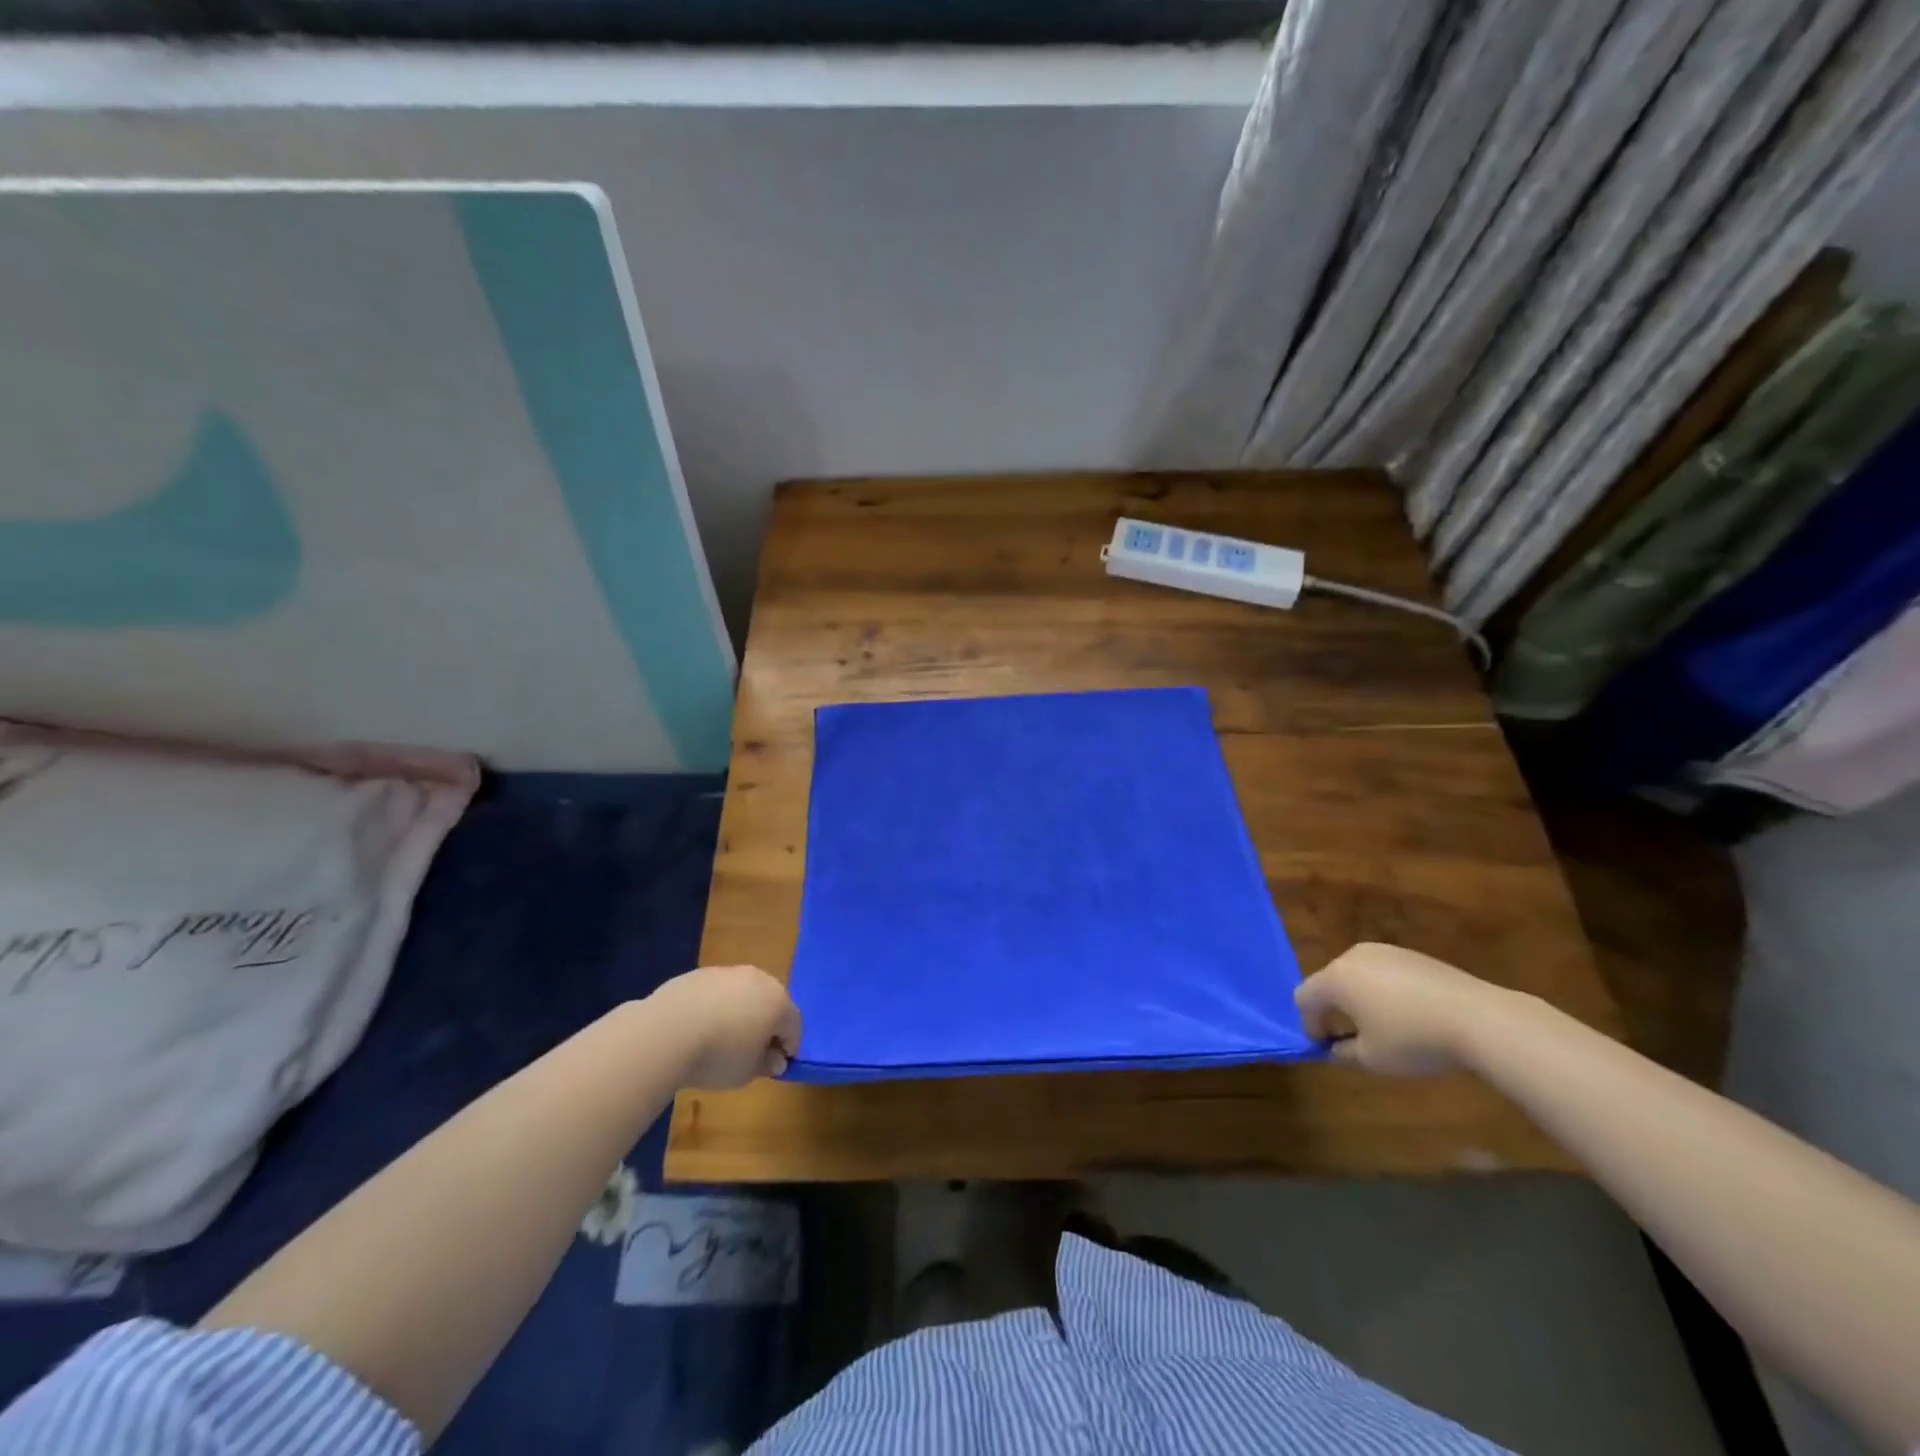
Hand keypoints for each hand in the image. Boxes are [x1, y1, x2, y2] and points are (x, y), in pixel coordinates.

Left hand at [650, 965, 802, 1088]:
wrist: (667, 1031)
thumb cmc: (718, 1055)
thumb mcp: (747, 1072)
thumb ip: (766, 1064)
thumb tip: (776, 1059)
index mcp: (778, 1002)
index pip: (794, 1025)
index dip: (789, 1045)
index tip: (778, 1064)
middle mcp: (759, 980)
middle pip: (771, 1002)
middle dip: (767, 1024)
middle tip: (753, 1049)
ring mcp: (729, 972)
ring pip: (743, 993)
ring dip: (741, 1012)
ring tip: (723, 1037)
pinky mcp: (701, 973)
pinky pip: (717, 992)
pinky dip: (716, 1006)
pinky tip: (700, 1026)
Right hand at [1294, 943, 1509, 1075]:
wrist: (1479, 1018)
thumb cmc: (1414, 1039)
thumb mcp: (1372, 1058)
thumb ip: (1343, 1053)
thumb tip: (1334, 1048)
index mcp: (1336, 978)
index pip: (1304, 997)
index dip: (1308, 1023)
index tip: (1326, 1047)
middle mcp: (1353, 956)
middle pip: (1329, 982)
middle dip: (1334, 1009)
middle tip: (1351, 1037)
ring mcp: (1385, 951)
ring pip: (1357, 975)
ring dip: (1360, 998)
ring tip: (1384, 1026)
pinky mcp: (1412, 954)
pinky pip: (1384, 972)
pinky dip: (1386, 991)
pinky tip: (1411, 1014)